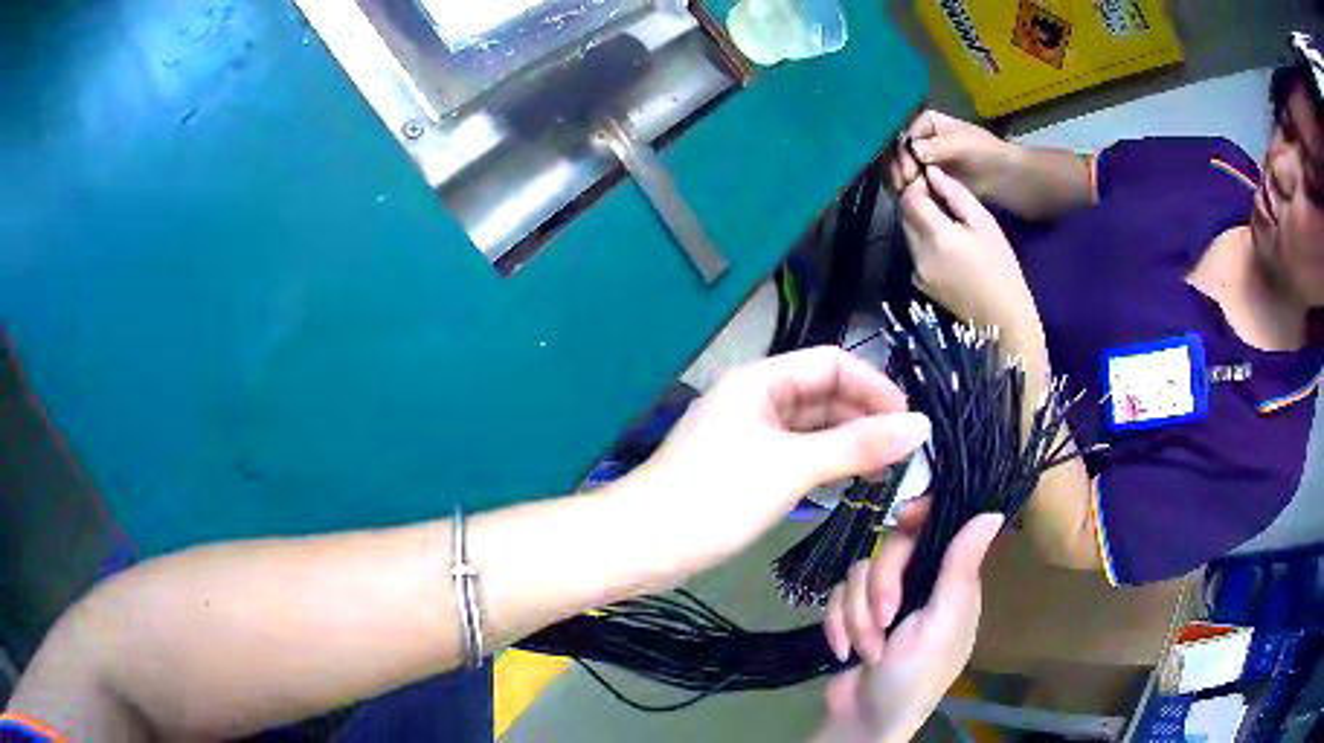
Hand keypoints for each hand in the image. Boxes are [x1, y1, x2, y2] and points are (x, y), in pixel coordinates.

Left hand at [635, 347, 931, 564]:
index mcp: (760, 380)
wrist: (644, 545)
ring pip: (812, 428)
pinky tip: (851, 483)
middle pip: (823, 395)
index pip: (831, 364)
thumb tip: (920, 426)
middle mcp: (755, 399)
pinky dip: (825, 464)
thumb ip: (857, 445)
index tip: (909, 422)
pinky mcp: (746, 468)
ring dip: (848, 443)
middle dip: (865, 417)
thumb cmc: (715, 497)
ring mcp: (749, 435)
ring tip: (887, 471)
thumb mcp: (792, 467)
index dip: (874, 386)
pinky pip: (797, 455)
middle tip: (905, 453)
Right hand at [821, 506, 1003, 742]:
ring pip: (858, 573)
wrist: (865, 720)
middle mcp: (919, 584)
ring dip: (856, 617)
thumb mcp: (942, 624)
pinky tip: (844, 651)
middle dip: (879, 588)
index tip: (901, 517)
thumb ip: (960, 568)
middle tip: (884, 621)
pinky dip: (837, 625)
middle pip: (890, 548)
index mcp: (950, 582)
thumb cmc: (915, 676)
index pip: (938, 527)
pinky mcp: (854, 616)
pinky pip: (836, 597)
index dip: (920, 514)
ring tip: (867, 650)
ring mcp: (884, 601)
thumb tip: (992, 511)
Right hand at [888, 111, 1014, 197]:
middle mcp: (922, 138)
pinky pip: (914, 182)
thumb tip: (913, 149)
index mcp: (927, 123)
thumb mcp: (962, 145)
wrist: (1008, 179)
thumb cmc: (987, 155)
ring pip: (904, 168)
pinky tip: (912, 200)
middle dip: (899, 169)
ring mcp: (926, 159)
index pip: (904, 136)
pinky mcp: (931, 179)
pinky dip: (911, 190)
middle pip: (900, 152)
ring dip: (902, 181)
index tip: (908, 173)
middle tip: (904, 187)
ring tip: (907, 196)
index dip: (902, 154)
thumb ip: (937, 146)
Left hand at [899, 166, 1042, 348]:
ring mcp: (916, 271)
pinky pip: (914, 252)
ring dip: (919, 220)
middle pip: (903, 215)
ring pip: (907, 233)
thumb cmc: (1001, 267)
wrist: (1003, 319)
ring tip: (945, 219)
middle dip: (916, 201)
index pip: (908, 198)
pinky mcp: (919, 283)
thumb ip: (955, 194)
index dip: (917, 185)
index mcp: (935, 236)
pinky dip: (923, 241)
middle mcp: (918, 253)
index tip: (932, 181)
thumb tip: (931, 172)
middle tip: (939, 197)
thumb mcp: (984, 223)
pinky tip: (946, 244)